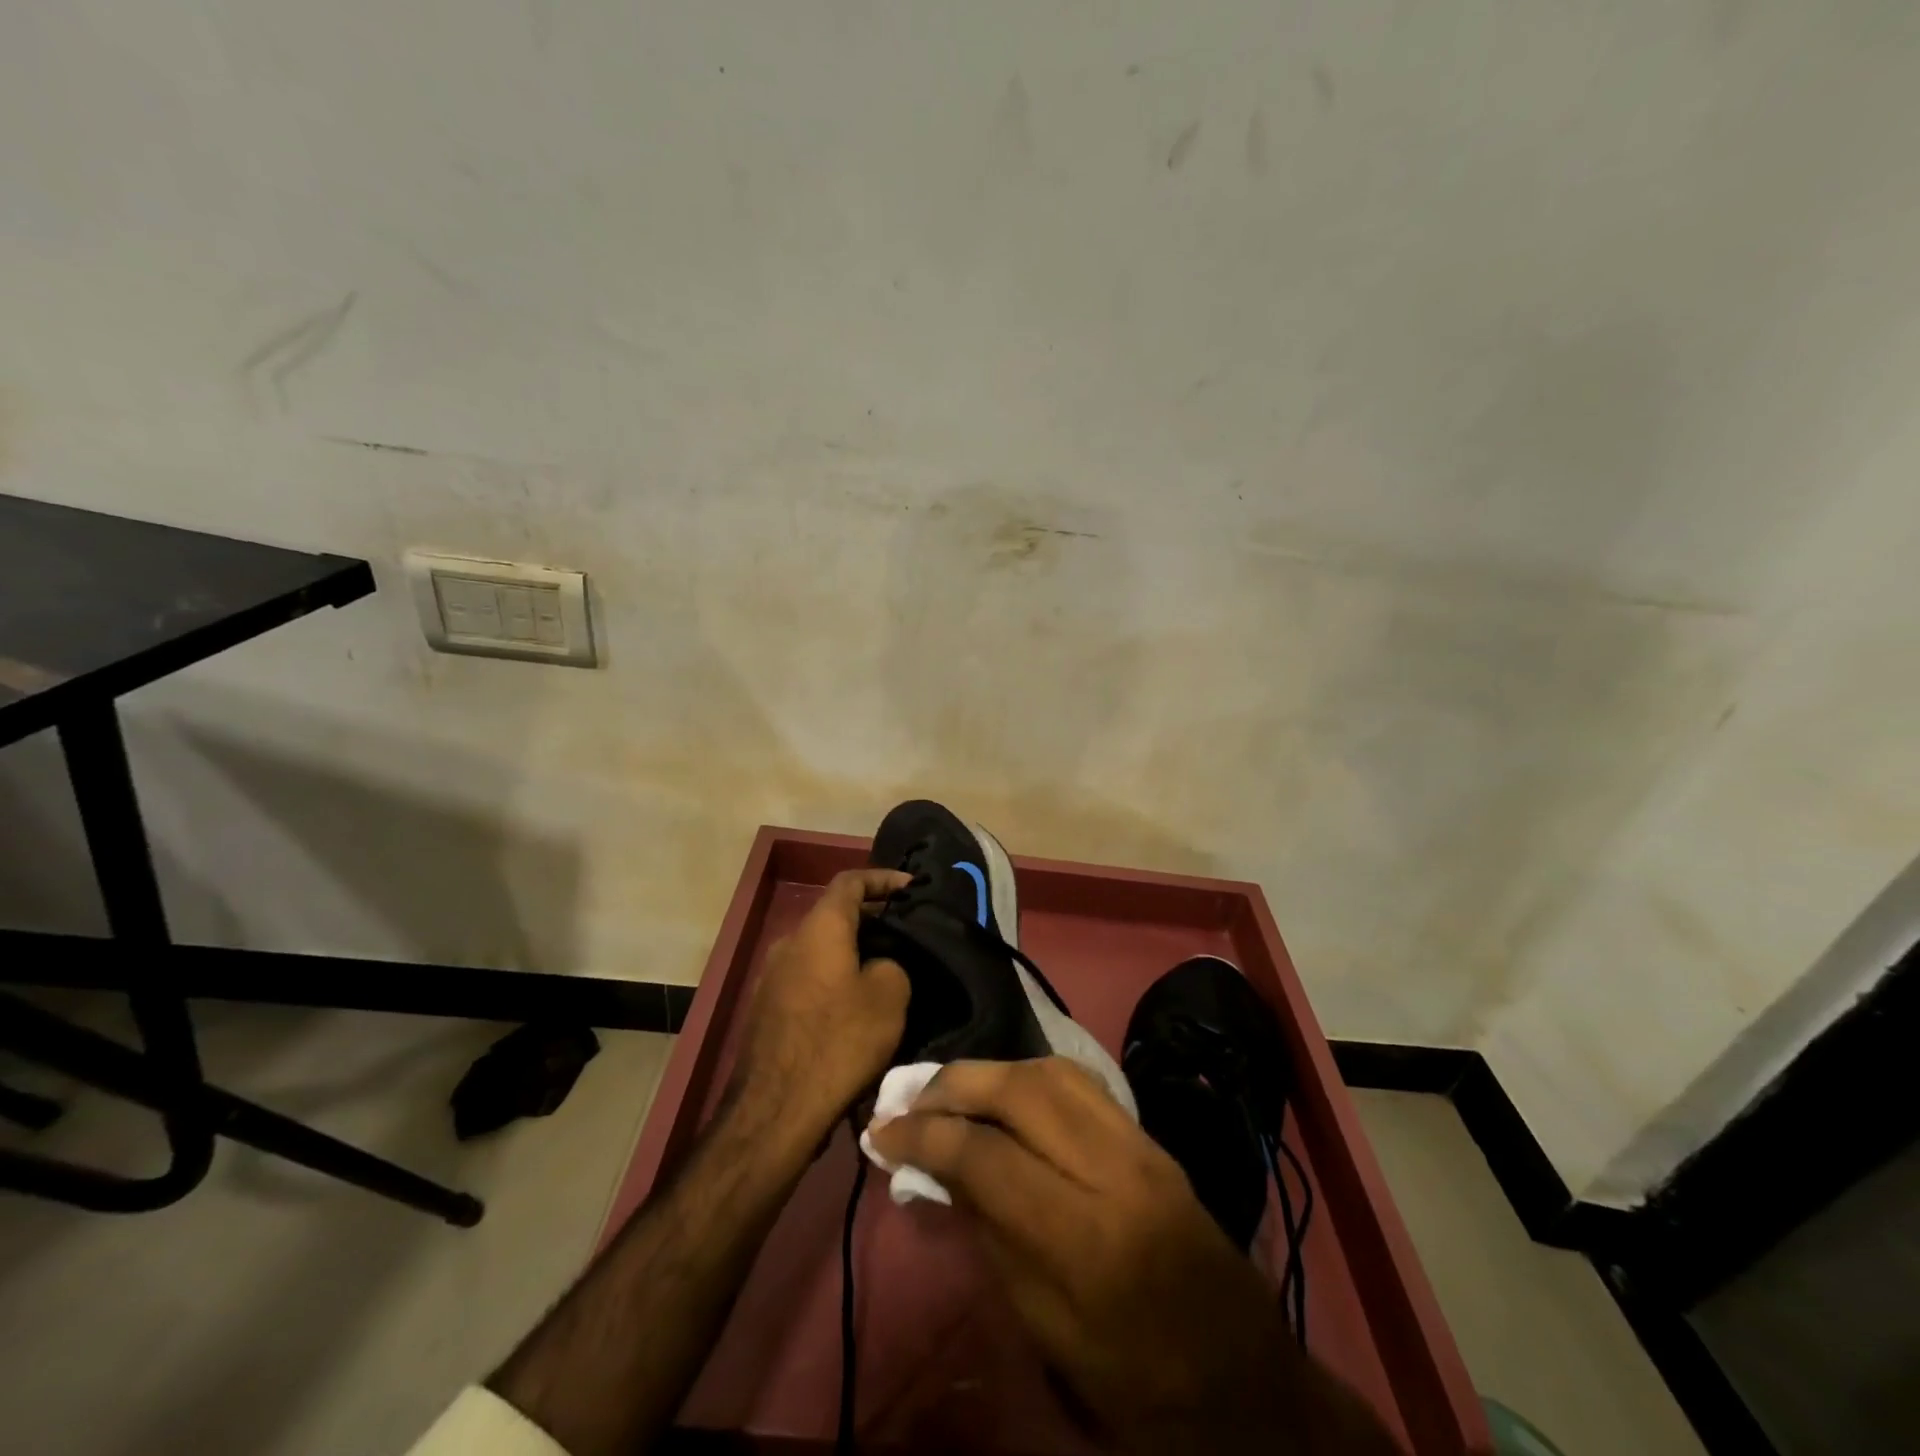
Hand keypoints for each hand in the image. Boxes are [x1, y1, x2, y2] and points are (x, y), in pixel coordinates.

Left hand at [729, 868, 911, 1144]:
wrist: (775, 1110)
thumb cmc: (838, 1042)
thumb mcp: (890, 997)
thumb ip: (892, 964)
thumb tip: (879, 965)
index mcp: (820, 928)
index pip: (851, 881)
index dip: (884, 878)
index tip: (912, 887)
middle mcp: (790, 942)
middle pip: (834, 915)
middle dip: (872, 917)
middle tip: (906, 931)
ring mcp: (772, 976)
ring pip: (821, 948)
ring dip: (853, 950)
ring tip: (887, 968)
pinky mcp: (767, 1009)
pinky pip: (809, 977)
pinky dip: (835, 977)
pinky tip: (856, 1005)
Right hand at [868, 1058, 1398, 1455]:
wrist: (1242, 1379)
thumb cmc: (1134, 1379)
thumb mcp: (1046, 1328)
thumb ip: (990, 1234)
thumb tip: (938, 1167)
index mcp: (1084, 1237)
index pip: (985, 1154)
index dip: (924, 1133)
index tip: (881, 1129)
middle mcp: (1114, 1169)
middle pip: (1021, 1090)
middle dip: (956, 1083)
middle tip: (913, 1096)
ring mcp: (1140, 1144)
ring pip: (1053, 1071)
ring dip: (994, 1070)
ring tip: (954, 1088)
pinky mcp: (1151, 1136)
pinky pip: (1082, 1083)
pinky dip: (1033, 1075)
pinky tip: (1008, 1091)